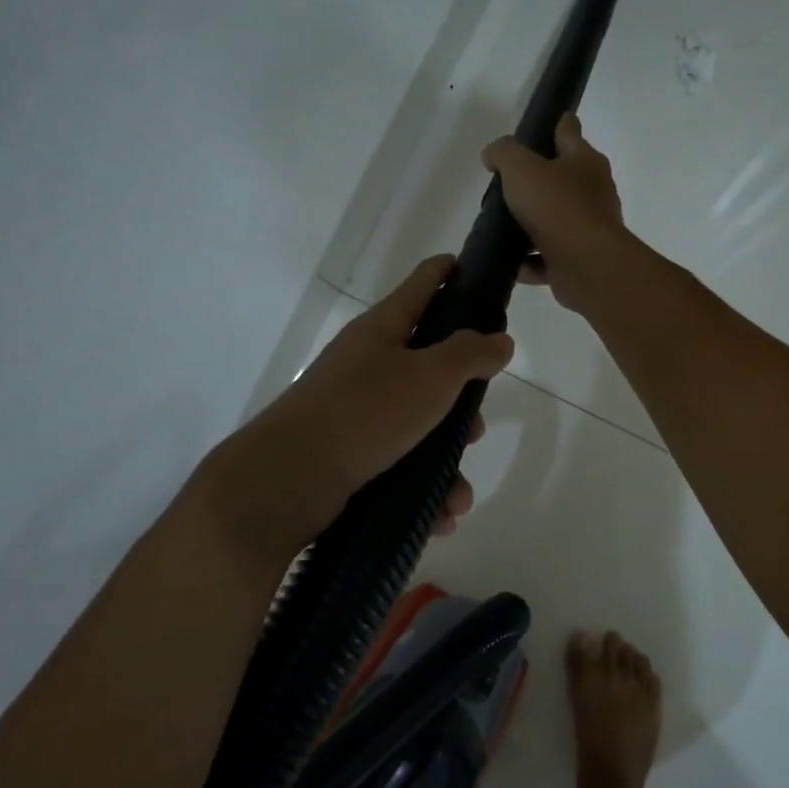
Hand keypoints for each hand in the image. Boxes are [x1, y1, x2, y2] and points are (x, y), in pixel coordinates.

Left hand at [199, 256, 513, 558]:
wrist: (288, 478)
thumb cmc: (366, 412)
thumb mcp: (430, 376)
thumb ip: (470, 354)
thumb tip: (500, 339)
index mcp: (383, 329)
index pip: (424, 283)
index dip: (452, 272)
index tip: (481, 275)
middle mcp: (367, 363)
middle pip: (426, 362)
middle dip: (459, 396)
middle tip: (478, 421)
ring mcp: (355, 409)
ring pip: (417, 424)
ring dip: (445, 458)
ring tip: (460, 492)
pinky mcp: (348, 452)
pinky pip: (399, 463)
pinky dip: (423, 488)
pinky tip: (440, 515)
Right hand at [482, 115, 632, 315]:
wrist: (587, 265)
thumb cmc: (557, 207)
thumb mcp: (522, 168)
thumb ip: (504, 154)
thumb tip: (492, 155)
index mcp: (584, 161)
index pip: (569, 131)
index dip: (556, 124)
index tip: (542, 124)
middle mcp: (592, 191)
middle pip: (562, 178)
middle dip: (538, 180)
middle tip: (507, 184)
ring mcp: (587, 227)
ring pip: (555, 220)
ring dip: (532, 224)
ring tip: (503, 227)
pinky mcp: (579, 259)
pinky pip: (549, 257)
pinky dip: (531, 261)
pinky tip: (512, 264)